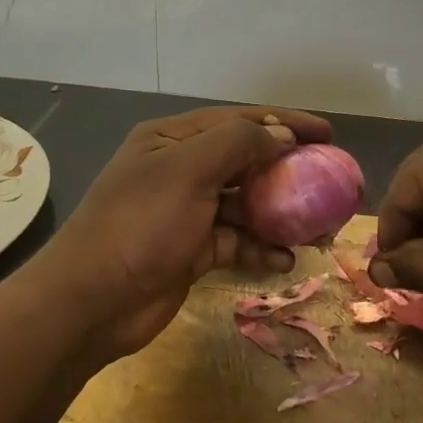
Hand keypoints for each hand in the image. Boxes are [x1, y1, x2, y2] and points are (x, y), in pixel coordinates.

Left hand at [32, 105, 334, 361]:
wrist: (92, 301)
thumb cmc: (140, 225)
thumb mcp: (188, 172)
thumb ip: (238, 144)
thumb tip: (282, 135)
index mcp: (172, 140)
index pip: (239, 121)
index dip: (285, 122)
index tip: (328, 133)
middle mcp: (181, 170)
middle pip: (246, 162)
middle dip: (288, 171)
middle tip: (330, 181)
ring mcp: (187, 213)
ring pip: (246, 205)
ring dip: (280, 215)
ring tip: (319, 228)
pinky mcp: (192, 250)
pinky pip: (237, 242)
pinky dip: (261, 248)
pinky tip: (285, 259)